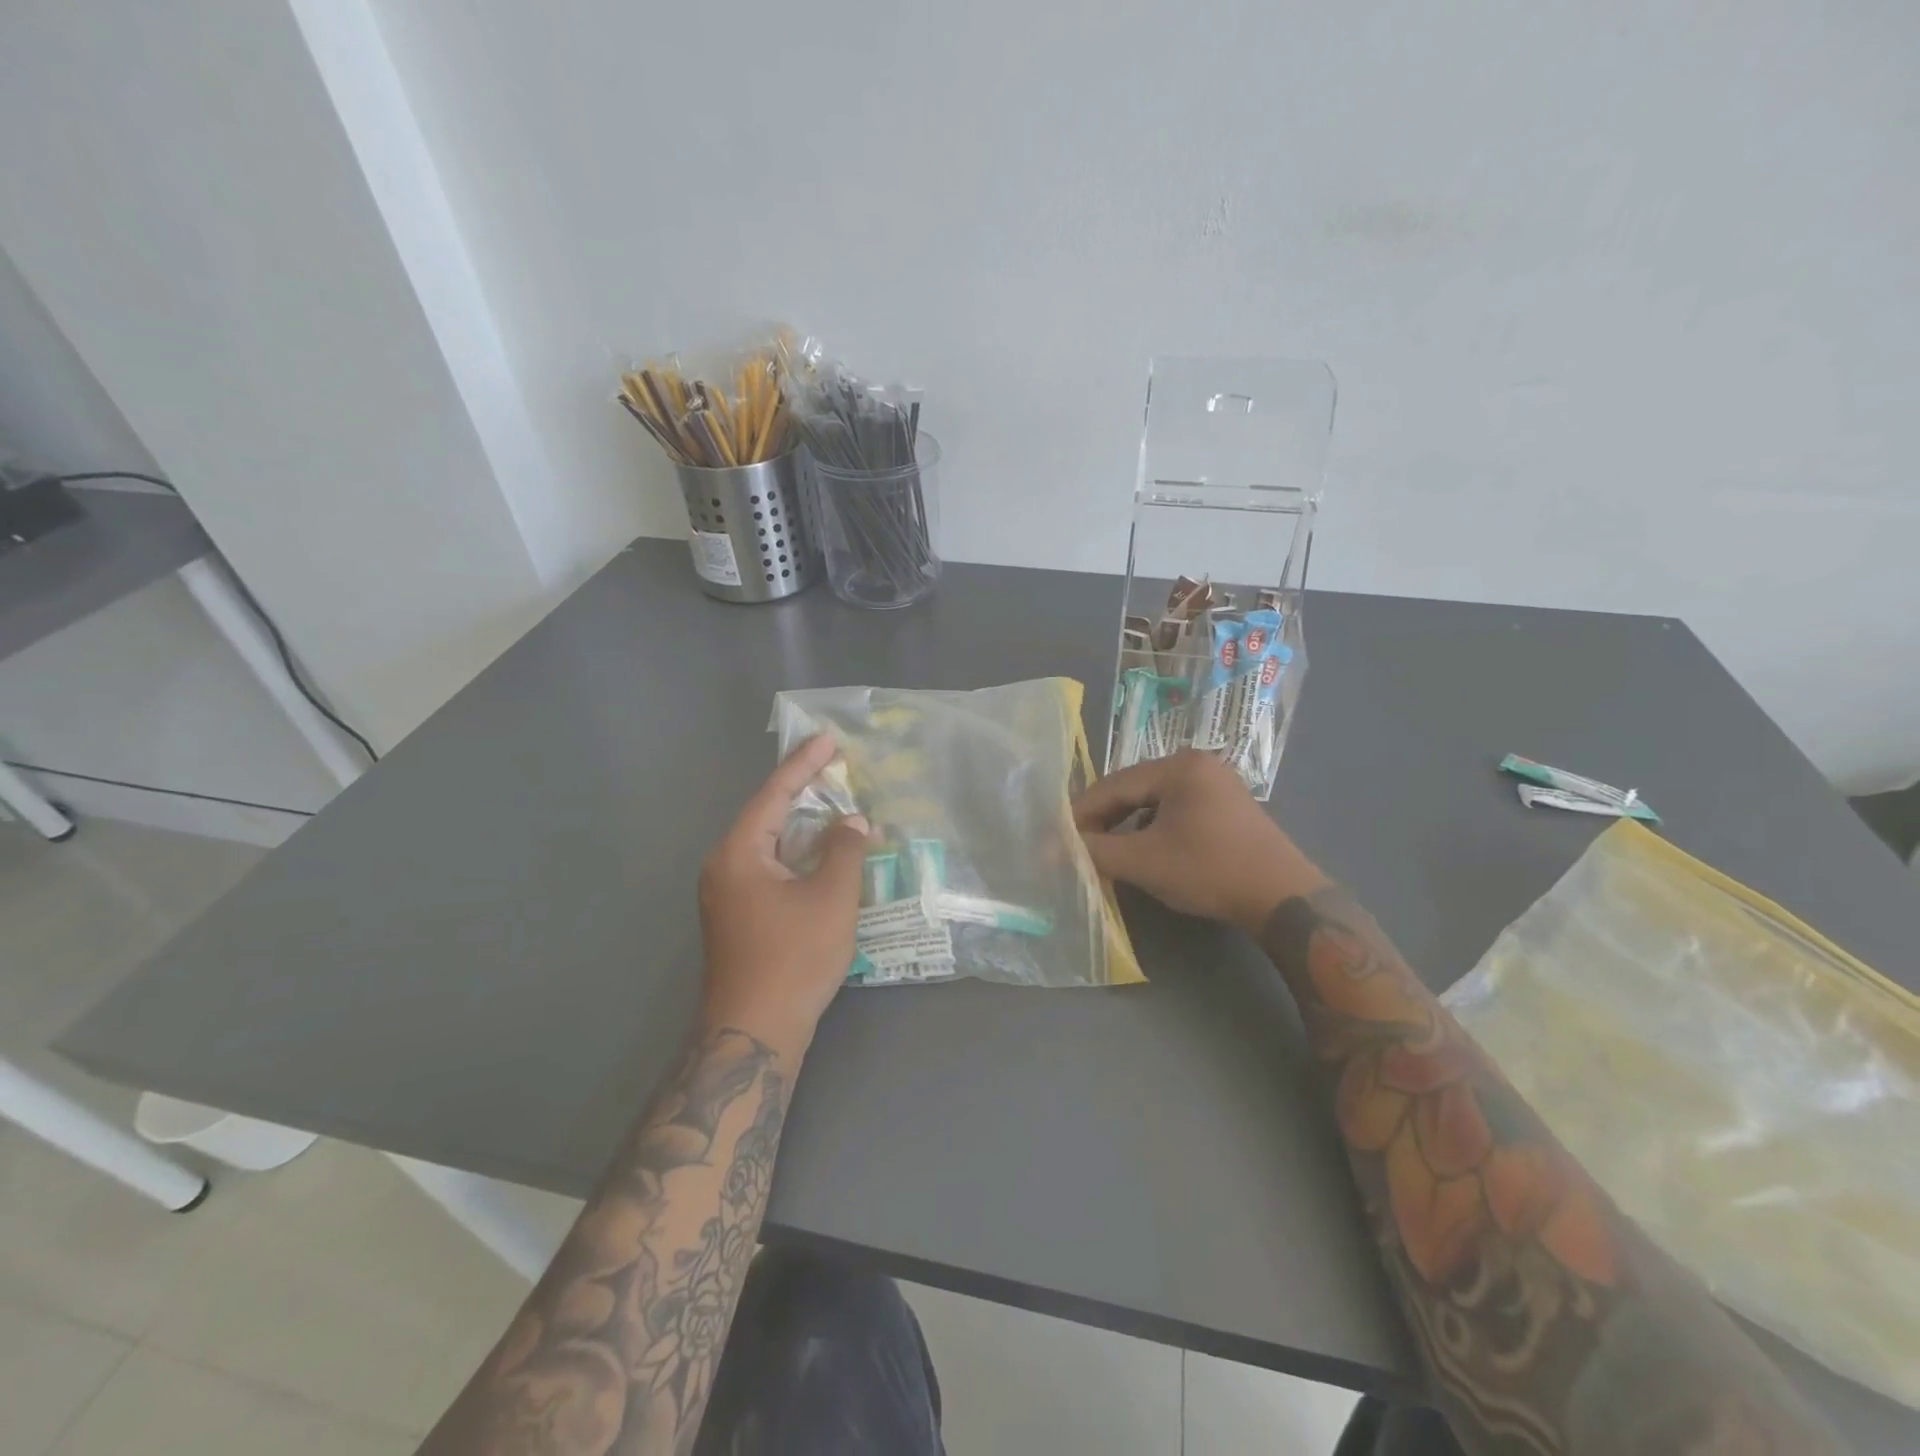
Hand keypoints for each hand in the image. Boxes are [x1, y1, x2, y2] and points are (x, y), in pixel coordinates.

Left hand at [698, 734, 869, 1056]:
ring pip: (771, 846)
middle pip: (768, 817)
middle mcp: (724, 867)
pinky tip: (824, 858)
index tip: (828, 738)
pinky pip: (770, 870)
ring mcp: (727, 895)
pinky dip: (798, 857)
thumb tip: (853, 821)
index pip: (774, 794)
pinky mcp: (738, 918)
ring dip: (805, 829)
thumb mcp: (831, 898)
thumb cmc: (793, 958)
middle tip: (838, 771)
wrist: (753, 1033)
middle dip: (805, 794)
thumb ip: (844, 850)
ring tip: (838, 809)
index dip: (803, 764)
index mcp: (738, 853)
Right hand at [1073, 751, 1327, 932]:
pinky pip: (1177, 809)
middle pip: (1134, 789)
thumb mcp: (1144, 862)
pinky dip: (1154, 828)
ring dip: (1128, 825)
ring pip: (1155, 801)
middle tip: (1079, 845)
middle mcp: (1198, 764)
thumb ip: (1095, 851)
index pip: (1114, 784)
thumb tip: (1052, 849)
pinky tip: (1145, 851)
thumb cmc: (1209, 871)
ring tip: (1108, 851)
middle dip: (1104, 819)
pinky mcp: (1228, 806)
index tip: (1056, 836)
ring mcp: (1217, 783)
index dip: (1081, 812)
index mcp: (1178, 766)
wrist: (1283, 899)